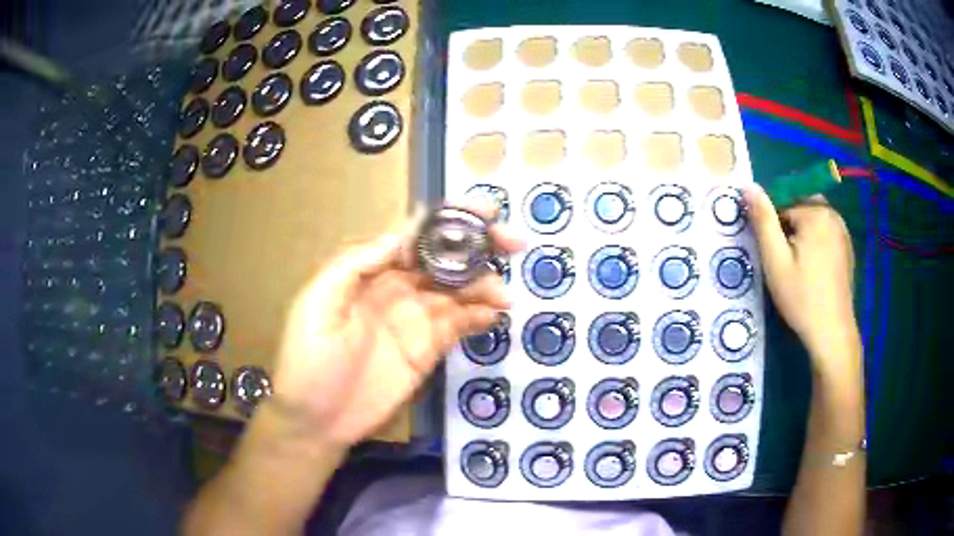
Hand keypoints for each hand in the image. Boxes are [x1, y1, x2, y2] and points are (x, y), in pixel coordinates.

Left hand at [268, 207, 523, 448]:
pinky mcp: (428, 350)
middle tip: (513, 242)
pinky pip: (459, 325)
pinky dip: (480, 316)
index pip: (414, 235)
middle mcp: (397, 288)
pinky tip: (496, 315)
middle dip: (479, 245)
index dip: (448, 219)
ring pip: (458, 291)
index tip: (484, 211)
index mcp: (370, 271)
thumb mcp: (318, 305)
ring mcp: (415, 320)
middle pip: (445, 258)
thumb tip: (401, 236)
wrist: (317, 421)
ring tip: (504, 295)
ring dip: (485, 285)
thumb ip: (355, 266)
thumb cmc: (309, 361)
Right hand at [744, 184, 858, 370]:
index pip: (782, 205)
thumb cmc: (801, 297)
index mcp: (815, 213)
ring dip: (802, 234)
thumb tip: (747, 184)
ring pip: (813, 219)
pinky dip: (816, 242)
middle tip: (785, 262)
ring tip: (799, 267)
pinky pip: (826, 232)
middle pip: (799, 208)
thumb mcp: (775, 260)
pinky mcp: (847, 247)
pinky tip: (813, 270)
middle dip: (789, 227)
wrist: (832, 332)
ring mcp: (843, 231)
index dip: (773, 229)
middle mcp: (832, 214)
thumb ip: (763, 220)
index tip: (773, 257)